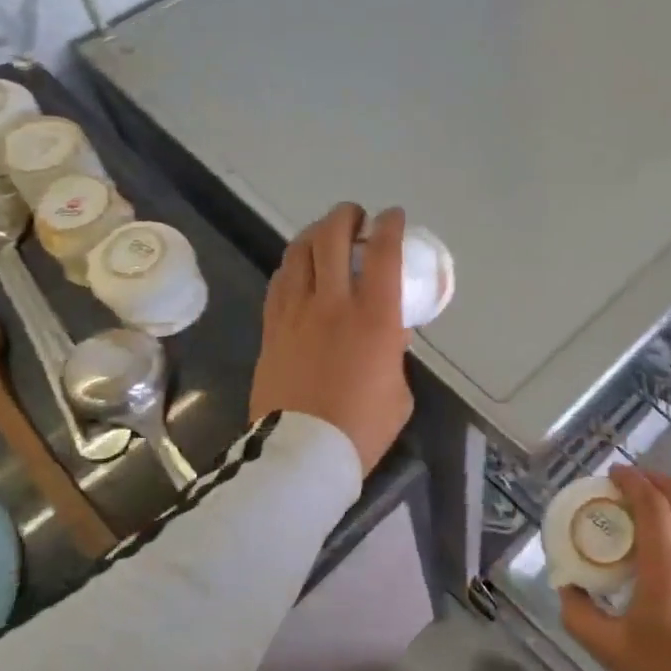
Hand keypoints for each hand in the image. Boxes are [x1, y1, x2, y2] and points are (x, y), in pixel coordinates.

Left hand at [250, 203, 413, 476]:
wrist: (302, 453)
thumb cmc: (362, 428)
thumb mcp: (399, 393)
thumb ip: (396, 357)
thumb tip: (390, 339)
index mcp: (374, 318)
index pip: (382, 254)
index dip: (389, 226)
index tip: (393, 216)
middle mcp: (332, 304)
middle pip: (332, 238)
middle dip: (345, 216)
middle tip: (354, 216)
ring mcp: (295, 313)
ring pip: (298, 253)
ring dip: (314, 234)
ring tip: (324, 235)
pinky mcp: (271, 329)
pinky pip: (279, 283)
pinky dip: (292, 266)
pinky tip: (297, 269)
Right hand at [560, 465, 670, 670]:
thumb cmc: (665, 666)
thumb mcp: (610, 647)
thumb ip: (579, 615)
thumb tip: (566, 589)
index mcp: (666, 560)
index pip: (652, 503)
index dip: (632, 481)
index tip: (613, 473)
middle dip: (655, 480)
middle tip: (630, 483)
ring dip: (670, 502)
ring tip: (645, 513)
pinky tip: (665, 549)